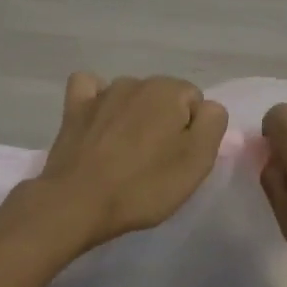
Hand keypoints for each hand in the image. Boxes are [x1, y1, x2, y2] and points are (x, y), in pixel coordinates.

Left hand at [30, 73, 228, 250]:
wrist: (77, 204)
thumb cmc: (144, 186)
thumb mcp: (197, 161)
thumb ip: (213, 124)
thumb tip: (208, 108)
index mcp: (169, 91)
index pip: (196, 102)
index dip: (194, 132)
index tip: (181, 160)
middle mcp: (136, 82)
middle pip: (164, 98)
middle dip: (165, 123)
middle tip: (157, 163)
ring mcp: (102, 93)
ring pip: (131, 97)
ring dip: (135, 117)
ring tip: (127, 153)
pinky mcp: (74, 108)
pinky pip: (92, 90)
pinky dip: (99, 102)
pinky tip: (100, 121)